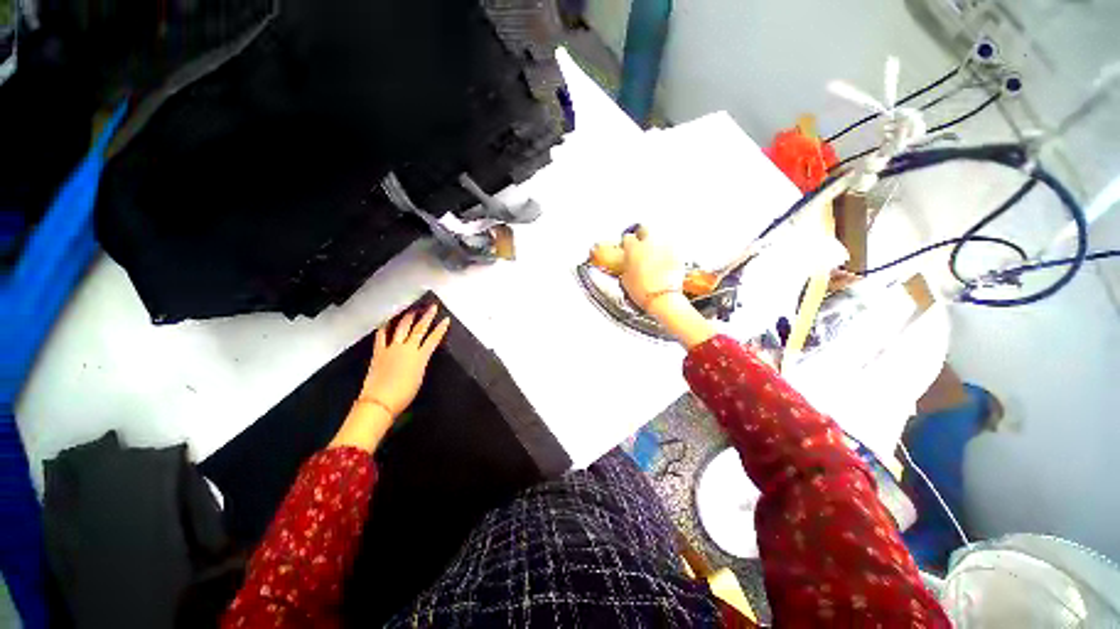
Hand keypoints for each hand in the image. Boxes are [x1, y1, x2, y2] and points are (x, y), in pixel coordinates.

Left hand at [362, 304, 450, 415]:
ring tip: (413, 309)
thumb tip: (420, 357)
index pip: (433, 339)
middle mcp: (407, 349)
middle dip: (427, 317)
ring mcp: (392, 349)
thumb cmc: (403, 395)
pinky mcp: (379, 352)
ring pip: (402, 328)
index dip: (441, 329)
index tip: (446, 320)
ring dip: (409, 317)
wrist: (380, 401)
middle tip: (432, 307)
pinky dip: (384, 327)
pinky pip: (381, 336)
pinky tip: (387, 320)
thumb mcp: (420, 378)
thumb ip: (421, 364)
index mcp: (420, 357)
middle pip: (419, 329)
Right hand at [620, 228, 685, 310]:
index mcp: (633, 249)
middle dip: (642, 235)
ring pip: (659, 238)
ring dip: (655, 244)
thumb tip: (627, 265)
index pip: (627, 238)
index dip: (627, 244)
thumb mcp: (626, 280)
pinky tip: (665, 262)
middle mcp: (649, 243)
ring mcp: (665, 247)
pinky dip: (667, 252)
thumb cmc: (643, 291)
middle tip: (641, 246)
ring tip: (654, 255)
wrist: (663, 298)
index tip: (627, 248)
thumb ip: (626, 267)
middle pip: (645, 230)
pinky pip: (671, 248)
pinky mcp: (677, 254)